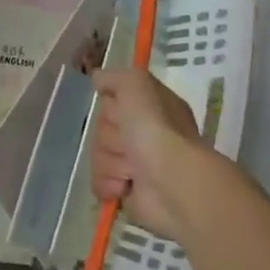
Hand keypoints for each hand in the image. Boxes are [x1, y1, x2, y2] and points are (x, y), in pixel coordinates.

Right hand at [91, 69, 206, 240]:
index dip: (112, 106)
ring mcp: (135, 163)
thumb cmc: (155, 128)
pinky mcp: (127, 191)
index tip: (120, 109)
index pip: (112, 100)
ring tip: (132, 170)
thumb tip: (97, 78)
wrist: (172, 181)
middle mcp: (144, 133)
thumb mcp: (136, 84)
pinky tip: (124, 186)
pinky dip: (108, 184)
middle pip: (102, 128)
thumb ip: (114, 77)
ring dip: (111, 162)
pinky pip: (99, 182)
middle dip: (110, 136)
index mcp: (149, 107)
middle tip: (129, 142)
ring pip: (98, 155)